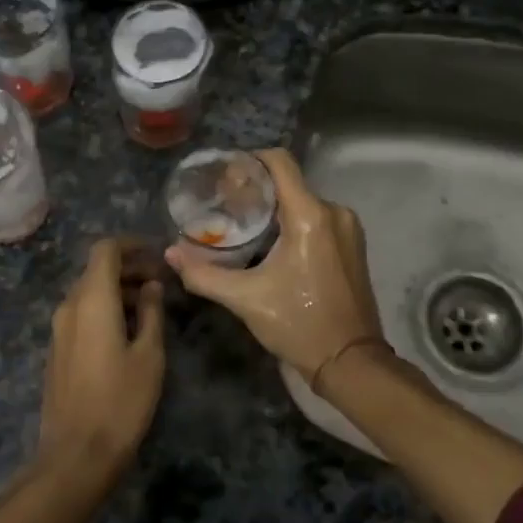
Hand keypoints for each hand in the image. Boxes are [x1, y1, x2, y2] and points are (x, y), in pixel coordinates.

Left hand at [38, 238, 165, 471]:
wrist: (76, 454)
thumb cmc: (120, 402)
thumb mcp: (149, 356)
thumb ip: (151, 313)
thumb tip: (151, 286)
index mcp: (92, 300)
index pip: (106, 250)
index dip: (132, 245)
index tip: (158, 255)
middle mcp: (69, 306)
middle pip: (97, 270)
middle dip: (129, 268)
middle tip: (161, 283)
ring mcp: (59, 329)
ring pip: (89, 292)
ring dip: (118, 290)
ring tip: (151, 308)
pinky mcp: (57, 349)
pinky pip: (81, 314)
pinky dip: (105, 309)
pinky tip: (128, 331)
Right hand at [165, 149, 383, 381]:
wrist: (351, 362)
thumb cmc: (299, 325)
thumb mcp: (245, 299)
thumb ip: (203, 274)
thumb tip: (170, 254)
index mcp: (310, 216)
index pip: (279, 162)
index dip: (250, 160)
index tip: (225, 176)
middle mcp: (334, 212)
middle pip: (288, 182)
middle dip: (256, 189)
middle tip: (223, 205)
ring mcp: (348, 228)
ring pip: (302, 201)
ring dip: (273, 208)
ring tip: (242, 225)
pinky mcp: (353, 244)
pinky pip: (317, 218)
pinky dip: (292, 222)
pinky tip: (270, 243)